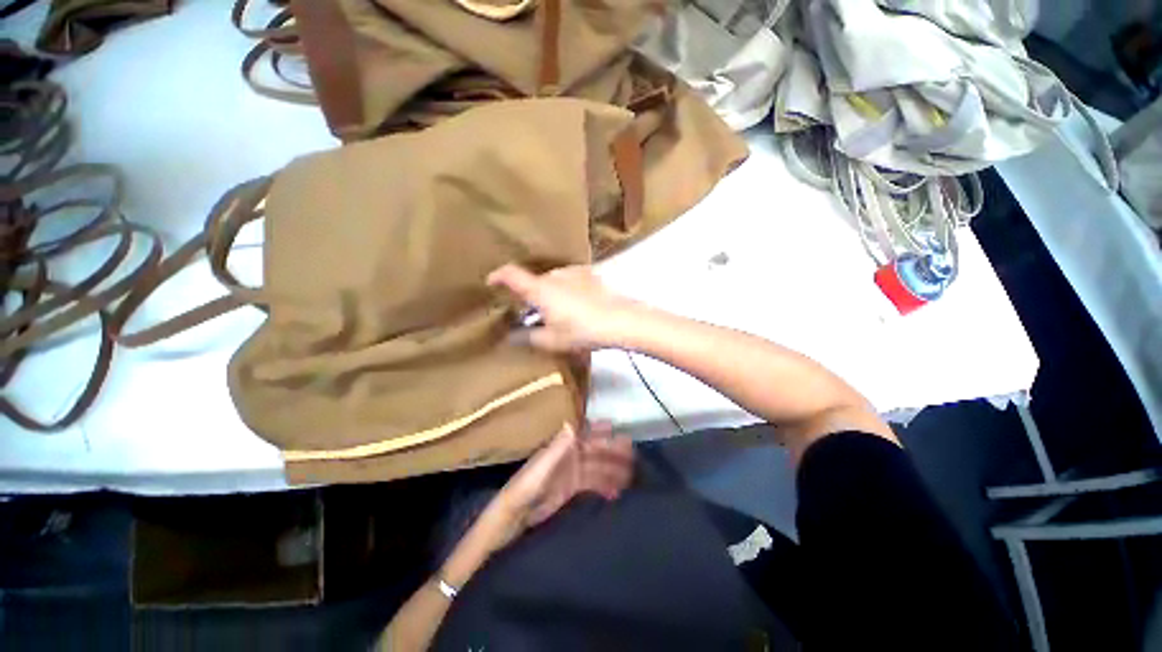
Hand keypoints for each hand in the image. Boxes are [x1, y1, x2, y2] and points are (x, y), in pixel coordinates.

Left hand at [479, 423, 634, 550]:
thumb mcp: (541, 469)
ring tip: (631, 476)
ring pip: (597, 467)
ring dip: (612, 470)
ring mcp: (572, 473)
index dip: (600, 430)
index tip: (617, 429)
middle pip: (595, 451)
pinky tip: (616, 493)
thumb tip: (571, 423)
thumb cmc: (525, 488)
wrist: (514, 517)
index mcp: (562, 447)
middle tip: (633, 455)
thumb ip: (557, 448)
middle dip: (613, 451)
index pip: (585, 434)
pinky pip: (593, 484)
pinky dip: (604, 486)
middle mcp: (569, 456)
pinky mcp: (572, 489)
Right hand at [487, 264, 642, 351]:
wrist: (620, 320)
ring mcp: (573, 272)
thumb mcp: (552, 340)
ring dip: (549, 294)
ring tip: (557, 313)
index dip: (497, 276)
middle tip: (532, 314)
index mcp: (539, 289)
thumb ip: (529, 337)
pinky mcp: (590, 274)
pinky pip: (570, 280)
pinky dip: (565, 290)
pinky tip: (576, 306)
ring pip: (553, 281)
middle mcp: (554, 275)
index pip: (511, 274)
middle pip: (534, 281)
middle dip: (530, 296)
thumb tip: (512, 336)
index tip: (490, 282)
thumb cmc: (581, 331)